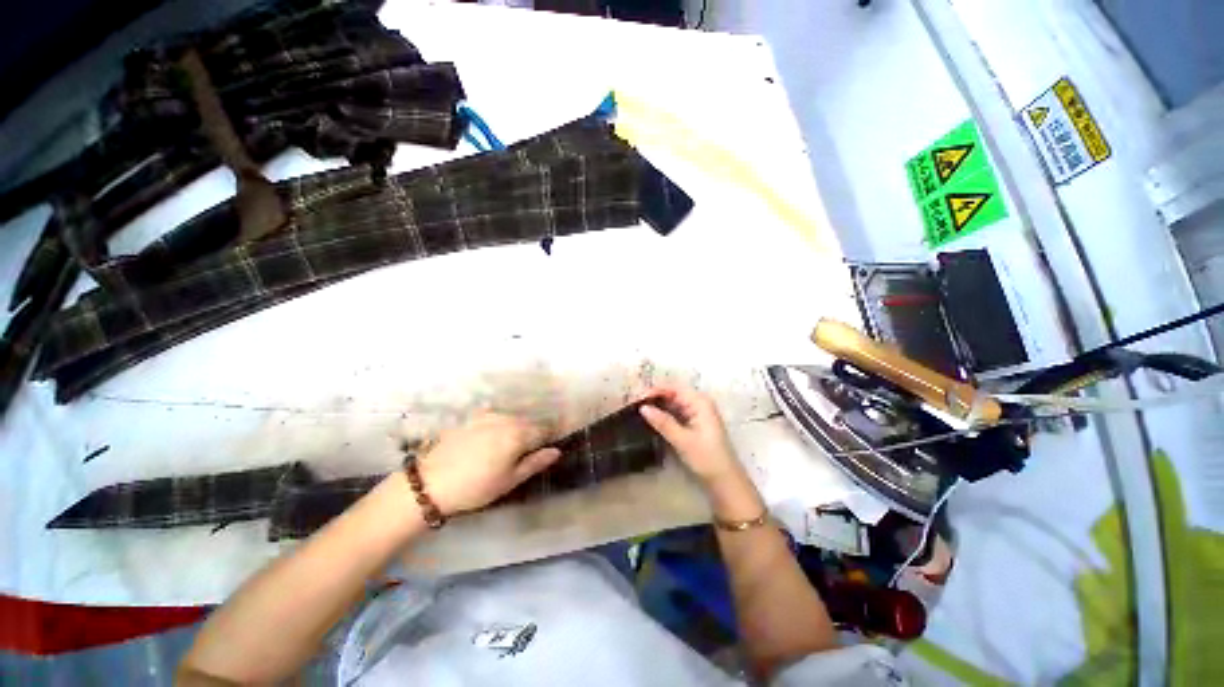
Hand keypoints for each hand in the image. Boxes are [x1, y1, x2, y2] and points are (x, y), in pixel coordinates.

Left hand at [416, 412, 561, 514]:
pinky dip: (500, 422)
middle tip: (530, 450)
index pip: (544, 430)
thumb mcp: (509, 480)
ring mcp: (488, 416)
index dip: (550, 437)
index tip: (550, 445)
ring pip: (512, 417)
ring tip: (510, 445)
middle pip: (529, 422)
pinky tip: (493, 434)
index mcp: (519, 434)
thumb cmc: (476, 487)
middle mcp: (507, 419)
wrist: (429, 483)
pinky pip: (494, 415)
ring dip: (517, 427)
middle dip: (534, 432)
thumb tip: (556, 451)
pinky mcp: (472, 417)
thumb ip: (535, 462)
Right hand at [639, 385, 745, 486]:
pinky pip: (675, 413)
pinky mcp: (693, 423)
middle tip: (634, 406)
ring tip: (638, 412)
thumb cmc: (707, 458)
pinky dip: (663, 415)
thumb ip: (663, 422)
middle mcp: (699, 402)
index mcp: (700, 402)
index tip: (636, 400)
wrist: (725, 481)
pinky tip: (651, 420)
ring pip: (672, 403)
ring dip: (657, 406)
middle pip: (672, 394)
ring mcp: (697, 413)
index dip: (654, 391)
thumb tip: (643, 407)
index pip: (673, 388)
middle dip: (654, 398)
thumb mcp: (682, 440)